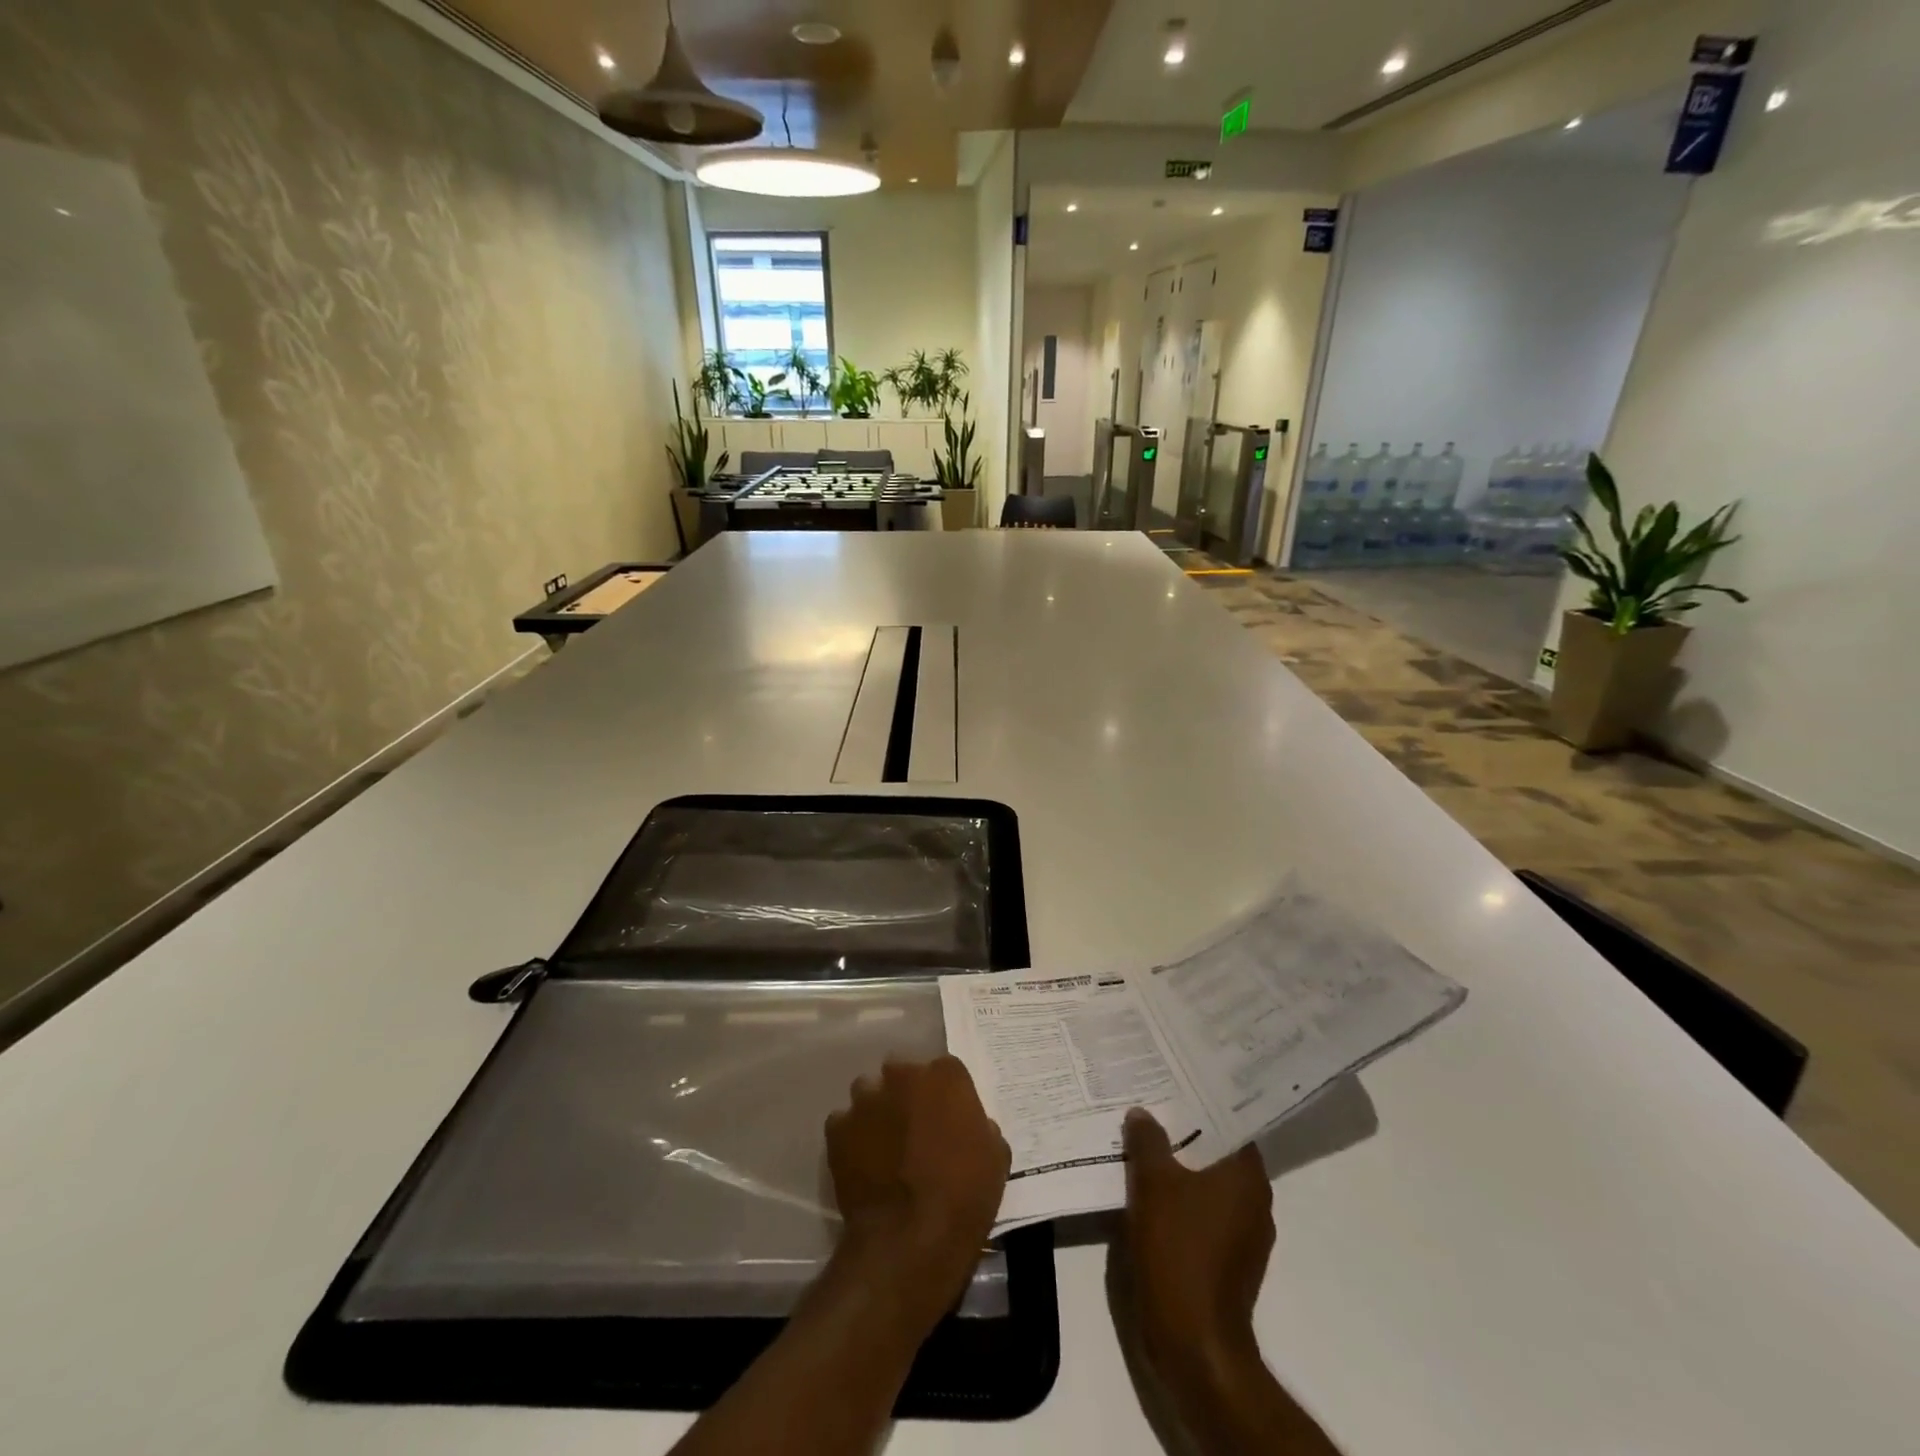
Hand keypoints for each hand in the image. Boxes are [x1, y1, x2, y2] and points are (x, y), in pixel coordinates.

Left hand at [825, 1056, 1010, 1326]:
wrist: (911, 1238)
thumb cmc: (964, 1196)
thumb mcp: (995, 1158)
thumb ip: (980, 1127)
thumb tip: (970, 1126)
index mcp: (945, 1075)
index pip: (946, 1070)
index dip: (946, 1095)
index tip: (947, 1117)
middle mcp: (903, 1075)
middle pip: (902, 1073)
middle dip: (906, 1093)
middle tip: (913, 1128)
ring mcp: (867, 1099)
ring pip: (869, 1092)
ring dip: (876, 1110)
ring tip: (883, 1143)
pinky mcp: (838, 1127)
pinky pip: (844, 1123)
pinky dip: (851, 1137)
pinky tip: (861, 1162)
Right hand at [1117, 1109, 1274, 1386]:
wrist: (1194, 1341)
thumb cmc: (1179, 1250)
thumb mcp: (1153, 1184)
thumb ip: (1148, 1141)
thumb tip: (1143, 1113)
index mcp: (1248, 1177)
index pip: (1230, 1124)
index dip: (1202, 1103)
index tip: (1174, 1085)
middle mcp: (1255, 1202)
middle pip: (1218, 1154)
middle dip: (1186, 1136)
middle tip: (1152, 1110)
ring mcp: (1245, 1237)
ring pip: (1210, 1186)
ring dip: (1182, 1170)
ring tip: (1146, 1147)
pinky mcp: (1229, 1264)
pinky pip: (1204, 1216)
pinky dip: (1182, 1203)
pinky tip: (1151, 1195)